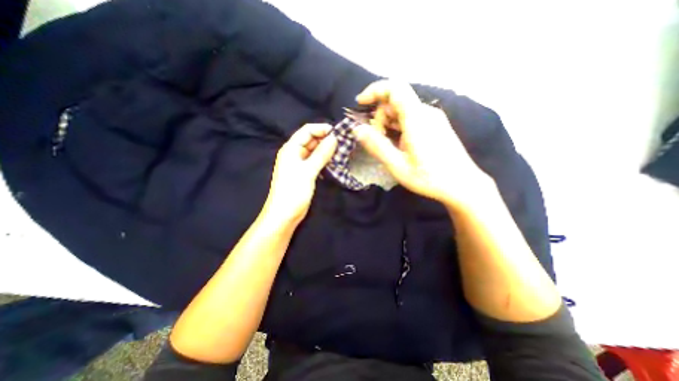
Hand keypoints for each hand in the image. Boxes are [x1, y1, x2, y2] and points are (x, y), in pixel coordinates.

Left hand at [262, 124, 336, 225]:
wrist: (284, 214)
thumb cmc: (293, 191)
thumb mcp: (308, 171)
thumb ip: (321, 154)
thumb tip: (334, 139)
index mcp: (291, 148)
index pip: (307, 131)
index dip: (321, 129)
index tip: (338, 133)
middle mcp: (295, 153)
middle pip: (311, 140)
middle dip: (326, 140)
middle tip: (343, 143)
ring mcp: (300, 164)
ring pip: (314, 151)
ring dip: (326, 150)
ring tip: (341, 152)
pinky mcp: (305, 173)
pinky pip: (315, 162)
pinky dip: (324, 160)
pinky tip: (334, 163)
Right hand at [352, 79, 491, 208]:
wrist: (463, 185)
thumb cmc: (429, 178)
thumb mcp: (397, 166)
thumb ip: (377, 146)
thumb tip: (357, 129)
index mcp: (416, 118)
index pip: (394, 88)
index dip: (374, 90)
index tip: (360, 103)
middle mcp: (426, 112)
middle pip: (396, 101)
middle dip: (380, 116)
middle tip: (377, 140)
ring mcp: (433, 118)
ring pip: (403, 110)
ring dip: (389, 123)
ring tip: (389, 146)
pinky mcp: (436, 125)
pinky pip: (411, 118)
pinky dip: (399, 126)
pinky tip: (400, 144)